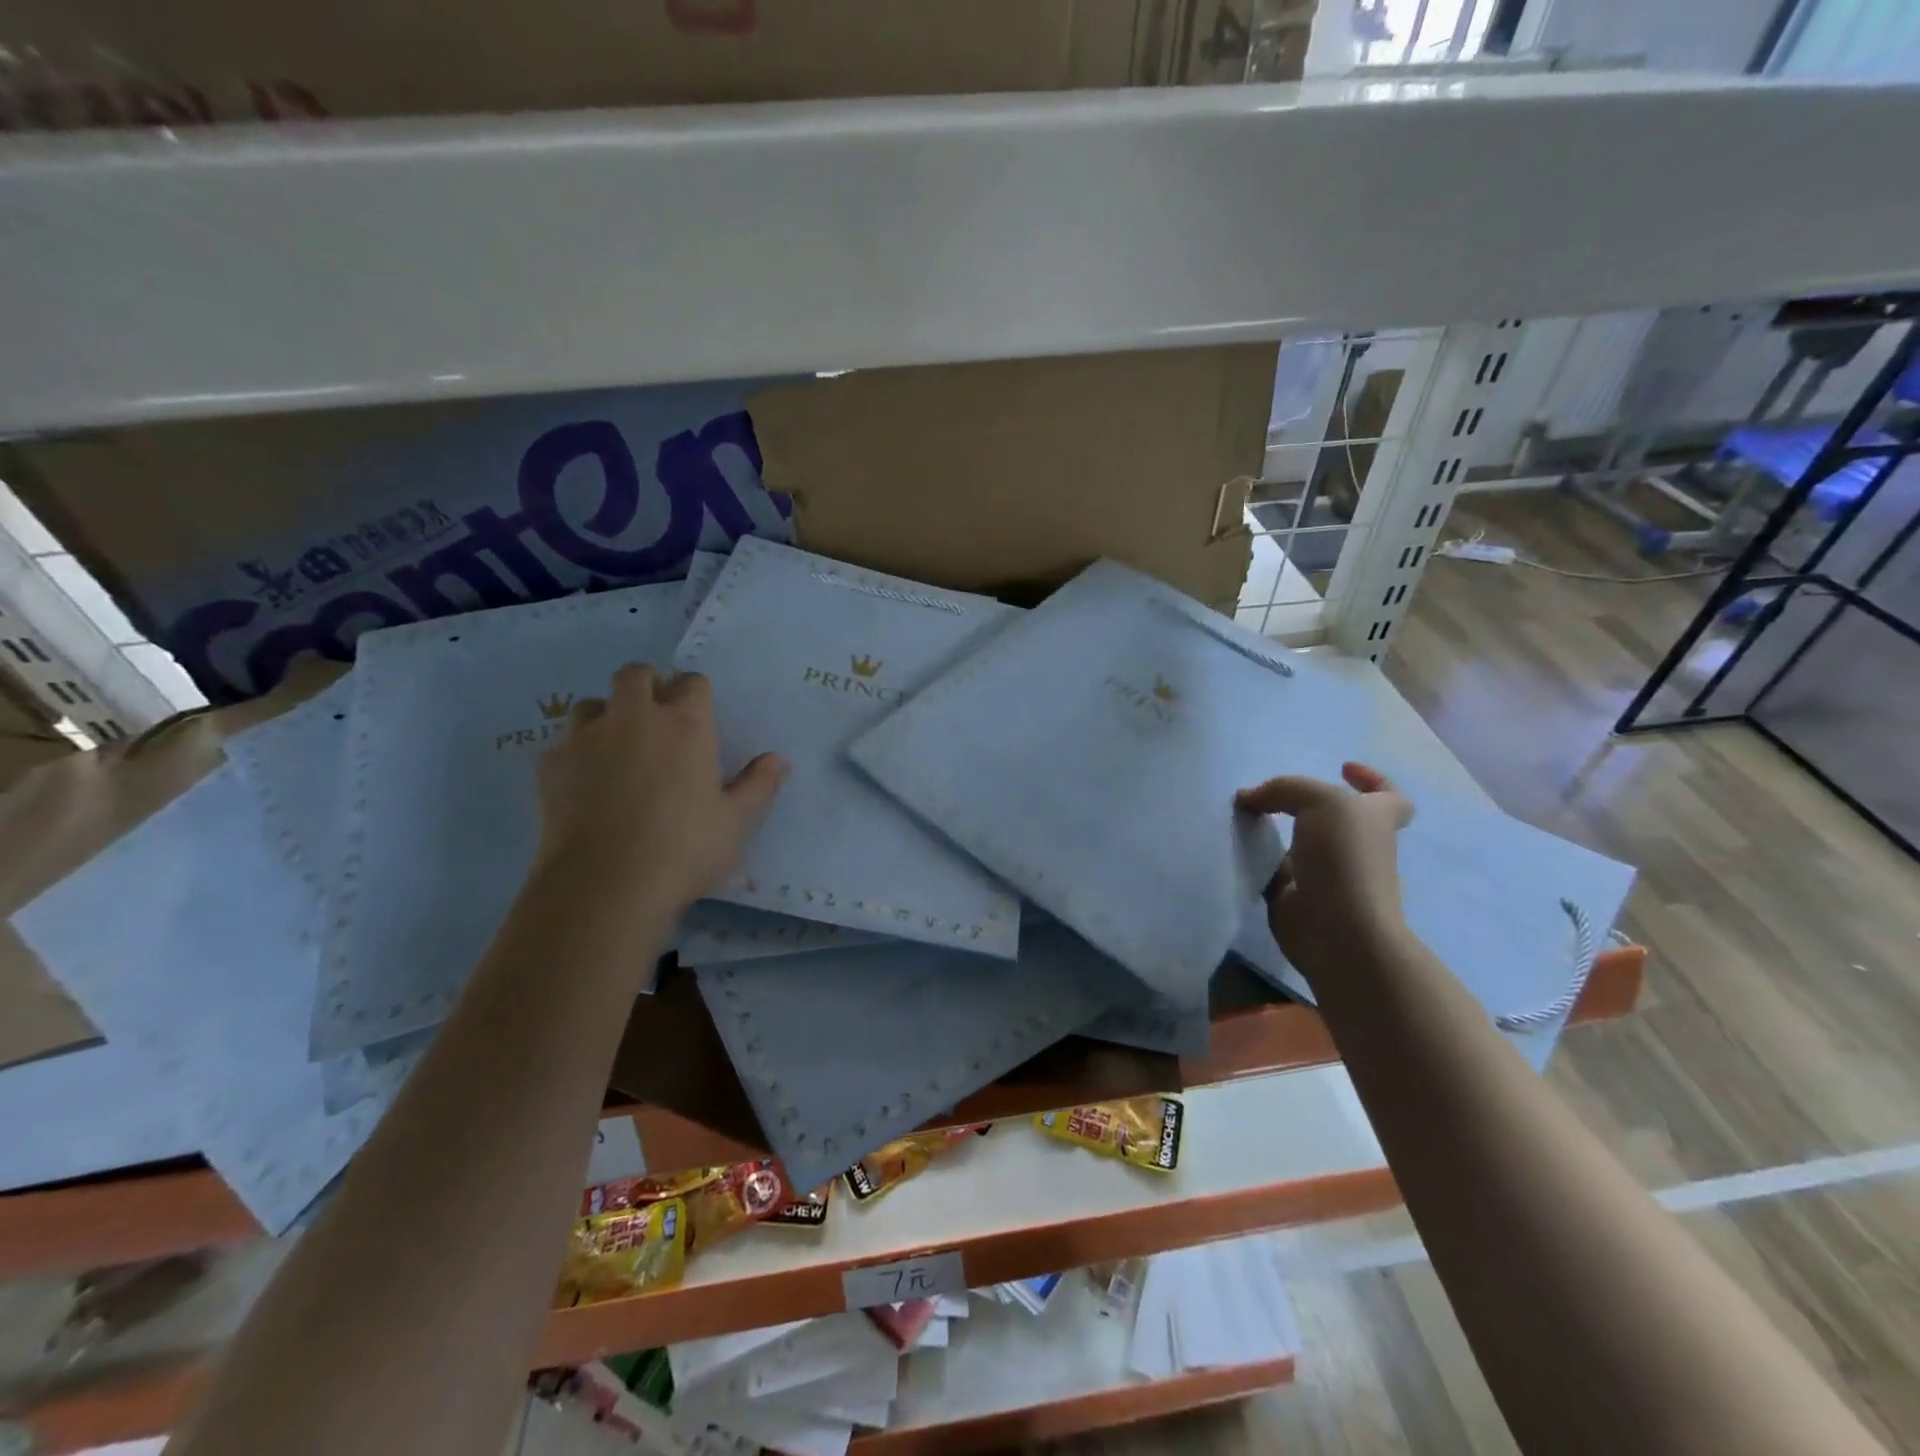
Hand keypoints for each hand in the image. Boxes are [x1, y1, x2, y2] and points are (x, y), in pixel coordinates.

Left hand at [535, 664, 786, 912]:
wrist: (605, 884)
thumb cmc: (684, 849)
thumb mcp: (736, 822)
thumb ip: (758, 786)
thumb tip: (778, 760)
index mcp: (685, 724)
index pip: (692, 681)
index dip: (696, 693)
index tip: (700, 716)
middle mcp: (634, 718)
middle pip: (635, 674)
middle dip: (647, 686)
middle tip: (657, 720)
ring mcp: (585, 739)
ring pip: (591, 704)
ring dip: (607, 715)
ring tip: (617, 748)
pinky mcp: (550, 767)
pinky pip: (562, 745)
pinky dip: (574, 755)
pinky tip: (584, 783)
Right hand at [1234, 762, 1414, 982]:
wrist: (1336, 929)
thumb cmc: (1345, 858)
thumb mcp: (1321, 801)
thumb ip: (1284, 789)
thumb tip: (1248, 799)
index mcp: (1375, 820)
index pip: (1389, 795)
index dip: (1372, 778)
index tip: (1343, 767)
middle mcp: (1355, 845)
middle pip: (1335, 817)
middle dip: (1306, 804)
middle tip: (1271, 794)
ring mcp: (1326, 872)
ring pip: (1299, 842)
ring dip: (1274, 828)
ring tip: (1243, 814)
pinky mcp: (1297, 895)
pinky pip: (1273, 869)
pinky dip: (1256, 858)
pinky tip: (1236, 845)